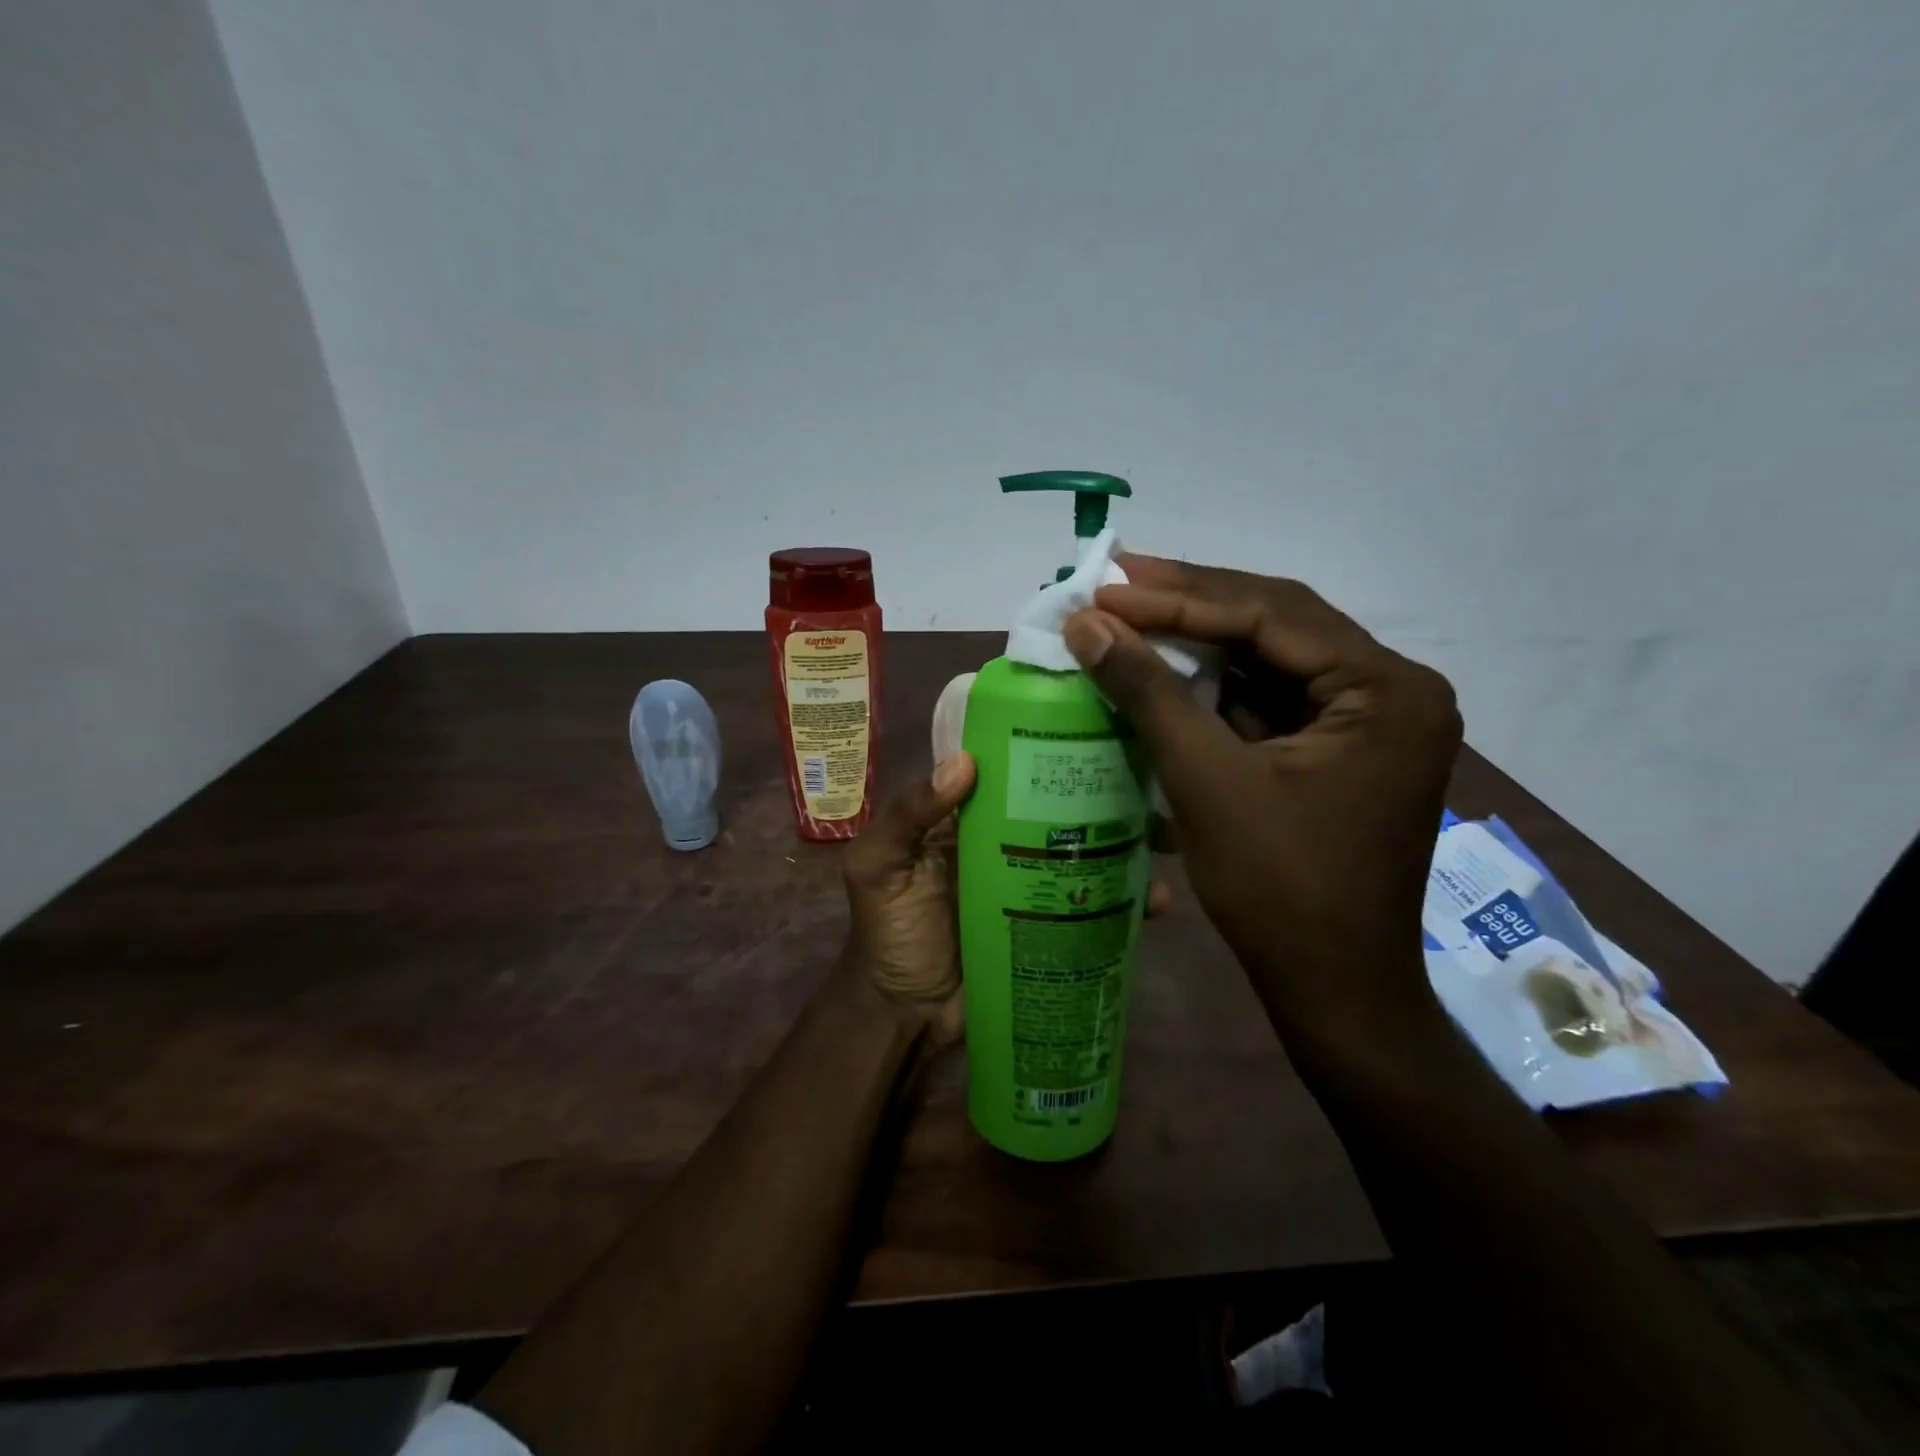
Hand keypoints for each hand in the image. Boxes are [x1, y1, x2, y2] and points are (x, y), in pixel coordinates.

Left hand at [841, 751, 1175, 1045]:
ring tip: (1163, 841)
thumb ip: (907, 815)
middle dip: (1100, 798)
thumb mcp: (877, 867)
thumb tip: (965, 762)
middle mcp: (1004, 844)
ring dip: (1123, 848)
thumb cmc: (887, 932)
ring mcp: (1031, 886)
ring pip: (1082, 856)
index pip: (1008, 775)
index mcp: (966, 820)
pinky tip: (1157, 899)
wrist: (904, 1015)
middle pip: (1056, 812)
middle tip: (1147, 787)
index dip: (1042, 754)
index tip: (1092, 731)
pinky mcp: (1050, 927)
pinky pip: (1090, 906)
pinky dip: (1124, 903)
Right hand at [1062, 556, 1461, 1031]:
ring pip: (1271, 658)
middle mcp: (1391, 690)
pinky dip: (1216, 685)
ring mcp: (1367, 720)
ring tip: (1131, 611)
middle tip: (1117, 580)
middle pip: (1277, 624)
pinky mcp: (1339, 749)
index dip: (1180, 597)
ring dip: (1200, 639)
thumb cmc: (1279, 888)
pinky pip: (1271, 698)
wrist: (1333, 988)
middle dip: (1191, 603)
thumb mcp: (1206, 780)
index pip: (1272, 615)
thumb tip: (1086, 623)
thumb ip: (1148, 693)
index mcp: (1385, 690)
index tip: (1108, 586)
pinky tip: (1166, 667)